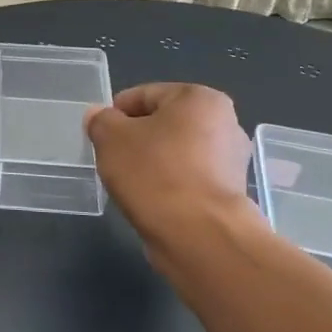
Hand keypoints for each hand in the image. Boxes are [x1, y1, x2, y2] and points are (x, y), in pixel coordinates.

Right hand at [84, 84, 254, 242]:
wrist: (199, 235)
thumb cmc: (154, 173)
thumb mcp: (110, 137)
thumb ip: (101, 120)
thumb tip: (100, 117)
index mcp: (201, 99)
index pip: (145, 95)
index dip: (116, 113)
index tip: (99, 135)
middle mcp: (225, 123)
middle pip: (164, 123)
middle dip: (137, 138)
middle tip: (112, 158)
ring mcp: (232, 161)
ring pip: (176, 152)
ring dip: (152, 163)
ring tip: (130, 182)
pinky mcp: (230, 194)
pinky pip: (187, 179)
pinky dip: (168, 185)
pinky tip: (151, 200)